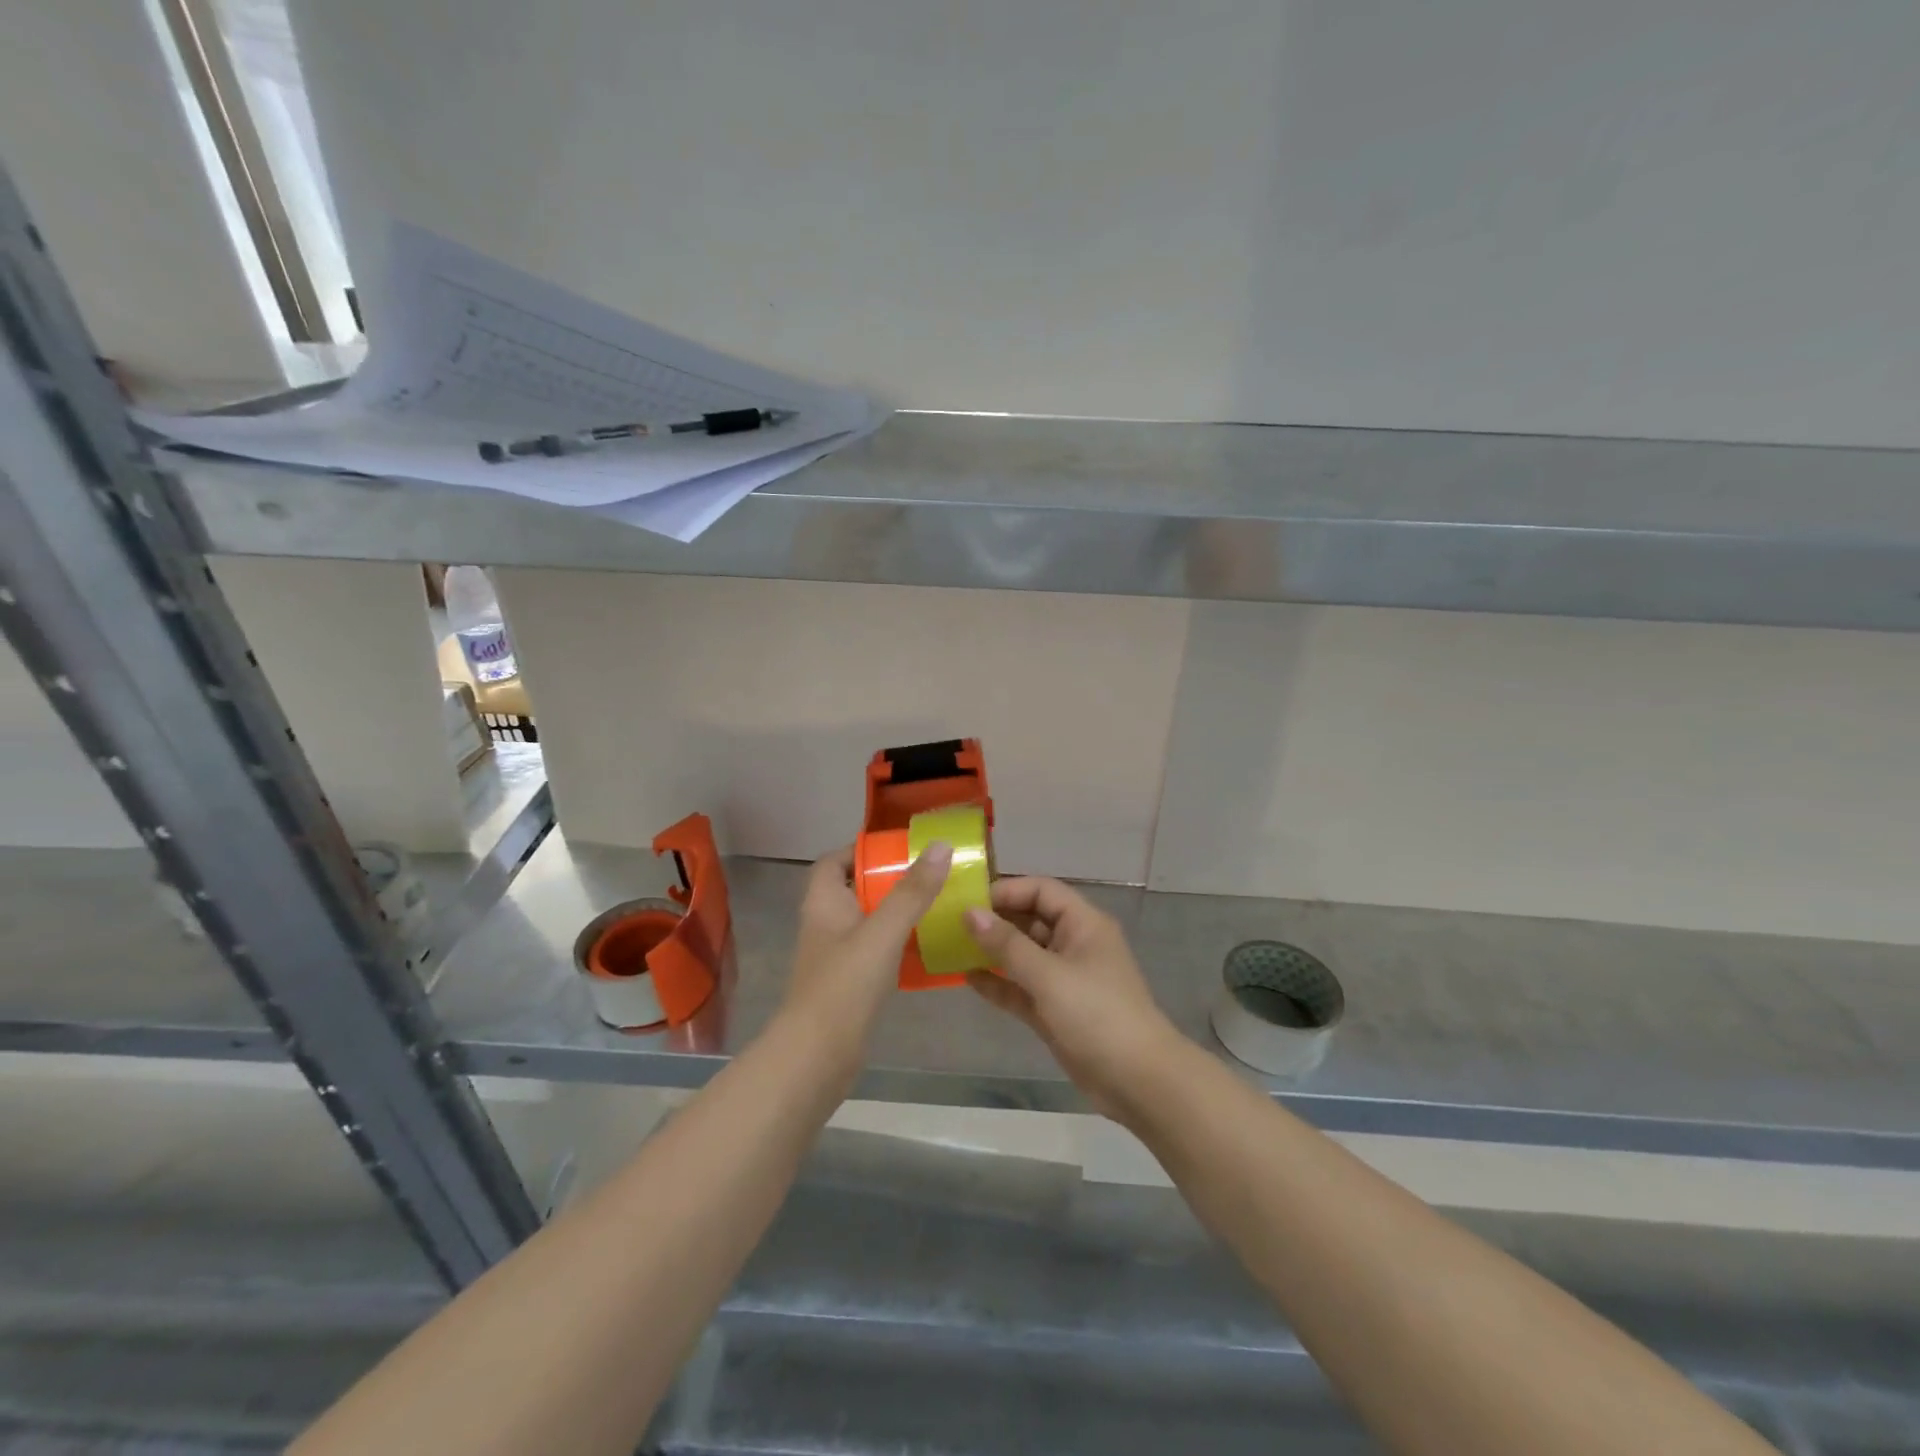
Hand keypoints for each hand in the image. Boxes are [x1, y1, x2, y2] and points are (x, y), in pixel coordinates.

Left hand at [783, 841, 951, 1048]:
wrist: (817, 1057)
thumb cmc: (843, 986)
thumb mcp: (882, 932)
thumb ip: (911, 892)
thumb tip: (940, 846)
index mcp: (823, 902)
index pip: (834, 861)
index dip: (861, 850)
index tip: (900, 849)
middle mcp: (826, 924)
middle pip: (855, 889)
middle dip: (890, 880)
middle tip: (930, 876)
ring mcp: (836, 956)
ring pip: (868, 921)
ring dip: (897, 912)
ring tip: (938, 905)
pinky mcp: (849, 984)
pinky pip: (876, 951)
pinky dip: (899, 944)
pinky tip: (929, 947)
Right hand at [963, 877, 1184, 1119]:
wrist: (1138, 1081)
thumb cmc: (1097, 1015)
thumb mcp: (1049, 975)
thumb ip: (1007, 944)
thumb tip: (969, 913)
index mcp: (1083, 924)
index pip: (1041, 891)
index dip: (1007, 891)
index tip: (968, 902)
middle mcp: (1074, 944)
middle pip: (1030, 920)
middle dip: (994, 920)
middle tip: (952, 924)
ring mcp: (1064, 979)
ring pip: (1023, 955)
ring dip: (992, 951)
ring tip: (952, 948)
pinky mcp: (1055, 1010)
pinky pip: (1021, 987)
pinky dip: (998, 982)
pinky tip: (967, 979)